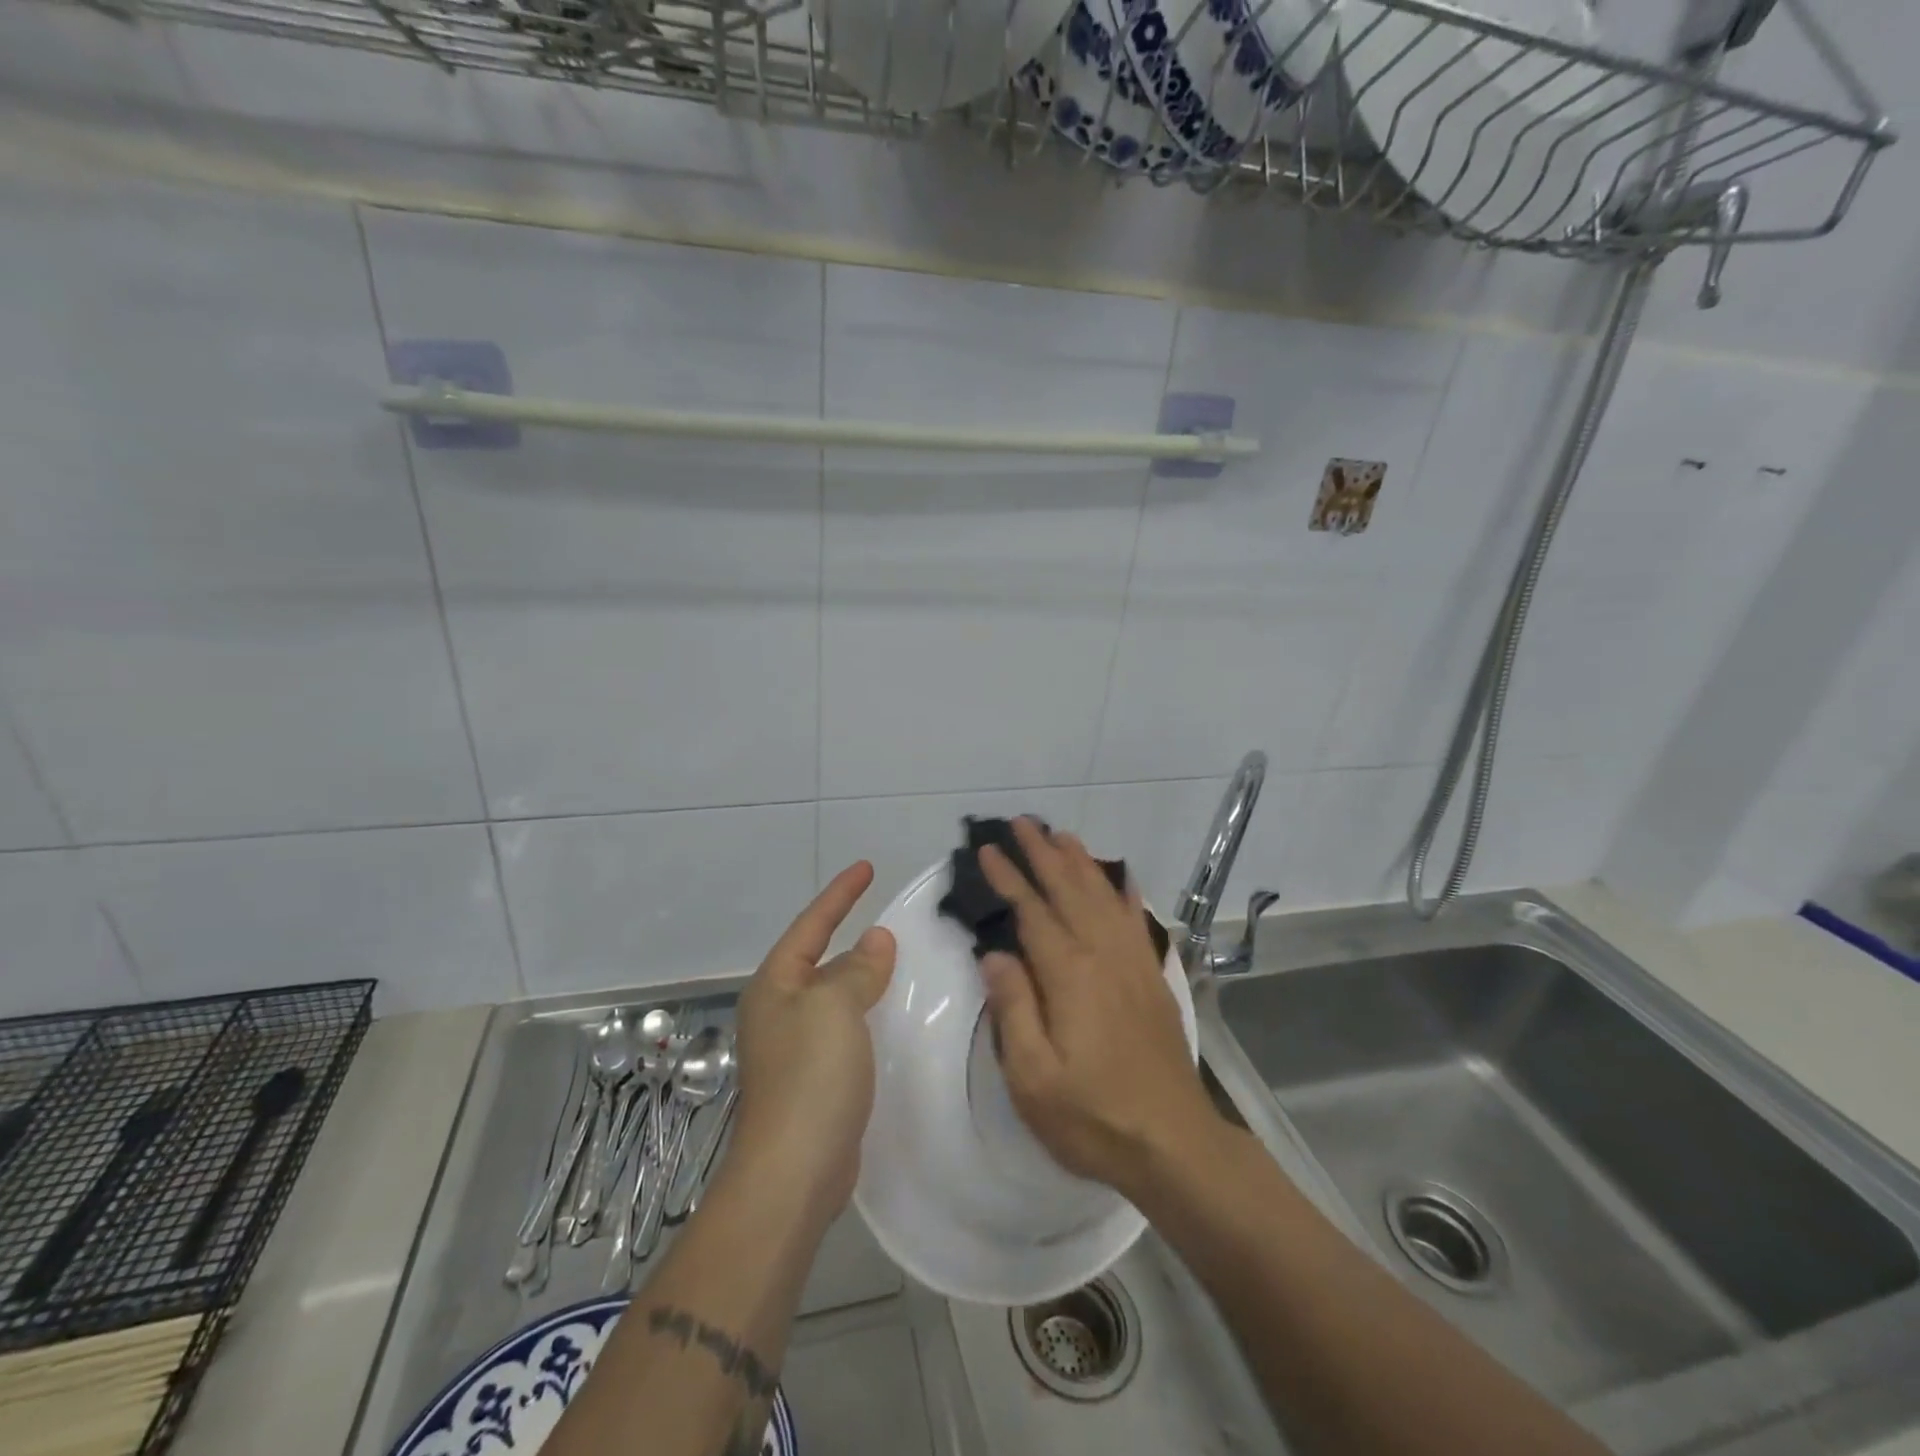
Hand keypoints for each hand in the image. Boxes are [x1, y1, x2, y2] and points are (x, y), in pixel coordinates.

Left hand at [731, 862, 894, 1225]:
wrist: (793, 1173)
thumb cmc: (810, 1076)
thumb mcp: (834, 1007)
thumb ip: (857, 969)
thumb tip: (875, 940)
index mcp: (775, 985)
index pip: (811, 925)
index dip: (840, 894)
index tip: (867, 867)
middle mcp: (779, 1011)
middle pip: (820, 959)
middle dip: (850, 936)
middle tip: (891, 918)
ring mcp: (796, 1049)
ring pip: (835, 997)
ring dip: (864, 977)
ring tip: (901, 961)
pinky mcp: (816, 1082)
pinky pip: (846, 1030)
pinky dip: (869, 1014)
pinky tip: (894, 1018)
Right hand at [979, 819, 1220, 1201]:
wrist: (1173, 1143)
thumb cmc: (1093, 1116)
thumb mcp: (1033, 1078)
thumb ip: (1013, 1010)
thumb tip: (995, 954)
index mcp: (1069, 974)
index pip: (1032, 911)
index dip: (1008, 878)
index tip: (987, 849)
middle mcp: (1102, 955)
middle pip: (1068, 890)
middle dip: (1042, 853)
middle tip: (1021, 822)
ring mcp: (1133, 963)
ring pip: (1102, 896)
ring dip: (1079, 862)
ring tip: (1060, 835)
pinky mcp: (1152, 978)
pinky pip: (1136, 920)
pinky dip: (1124, 892)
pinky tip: (1120, 877)